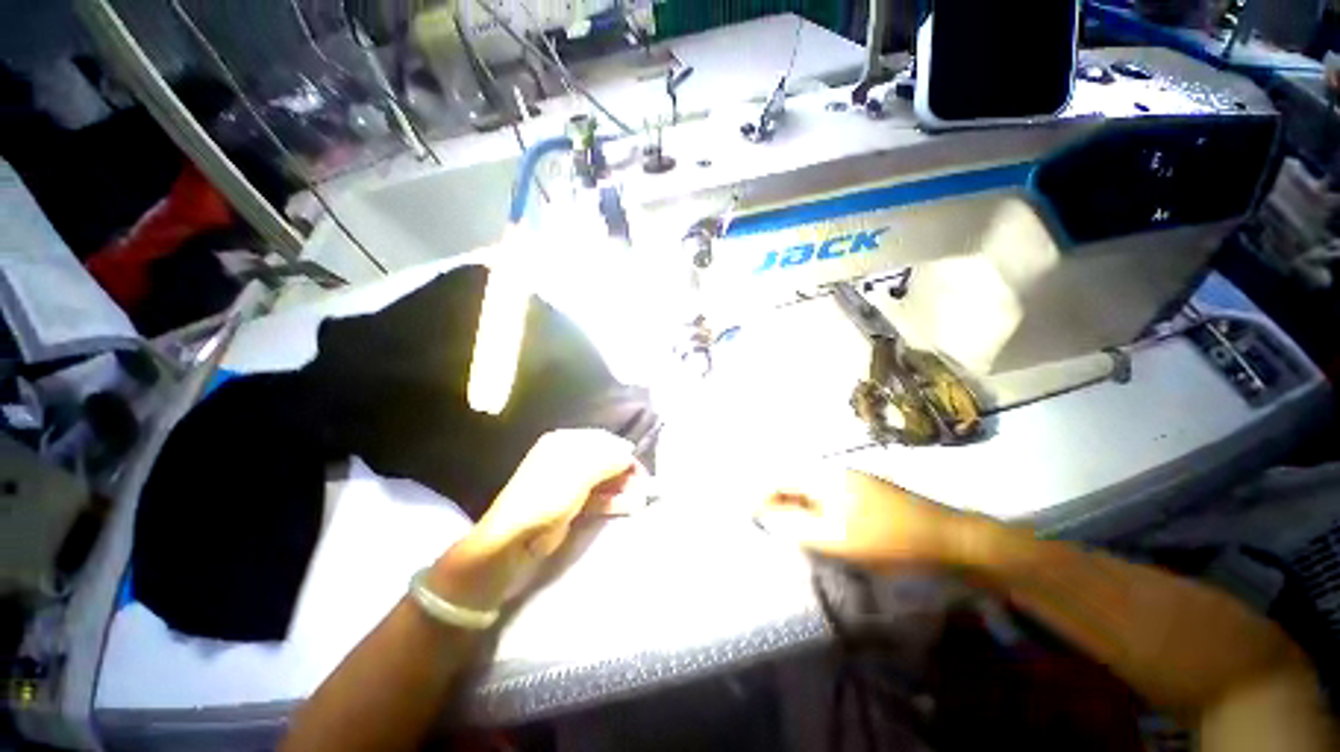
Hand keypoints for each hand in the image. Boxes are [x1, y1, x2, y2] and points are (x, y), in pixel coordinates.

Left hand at [473, 429, 638, 555]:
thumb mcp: (580, 472)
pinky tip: (630, 506)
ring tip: (642, 498)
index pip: (602, 440)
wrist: (515, 538)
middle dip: (625, 472)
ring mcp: (569, 482)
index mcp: (564, 442)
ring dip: (623, 488)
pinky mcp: (571, 503)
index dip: (623, 451)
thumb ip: (608, 459)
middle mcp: (567, 458)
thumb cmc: (548, 495)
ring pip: (603, 480)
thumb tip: (629, 452)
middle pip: (604, 460)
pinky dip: (613, 501)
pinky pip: (597, 497)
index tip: (640, 465)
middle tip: (644, 485)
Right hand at [754, 467, 968, 568]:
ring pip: (806, 490)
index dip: (759, 496)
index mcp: (823, 475)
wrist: (946, 539)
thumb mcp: (836, 538)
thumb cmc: (887, 539)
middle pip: (790, 481)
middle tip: (762, 526)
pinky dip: (810, 510)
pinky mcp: (859, 492)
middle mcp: (831, 471)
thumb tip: (764, 516)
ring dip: (791, 506)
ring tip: (782, 528)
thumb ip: (795, 525)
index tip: (747, 517)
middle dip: (773, 501)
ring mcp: (847, 480)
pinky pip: (822, 497)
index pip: (778, 478)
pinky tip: (812, 527)